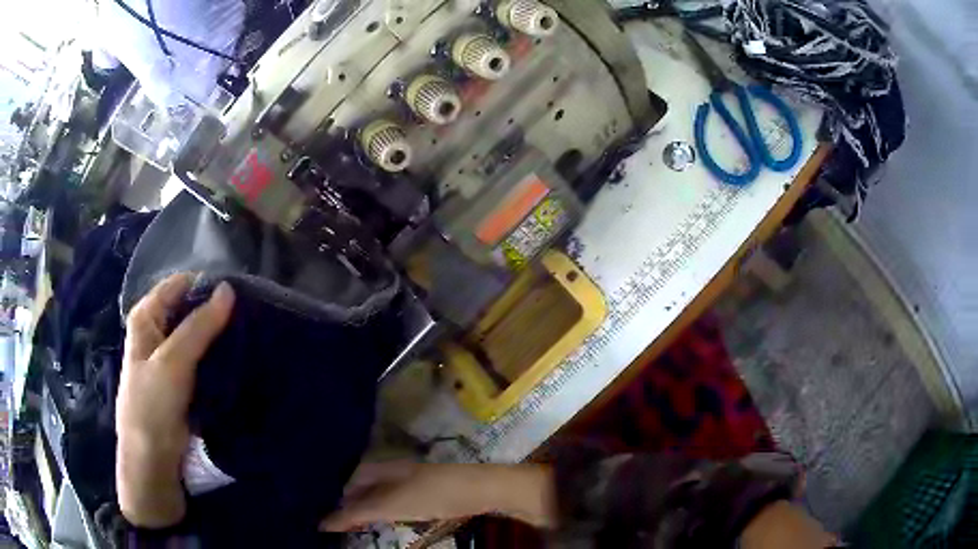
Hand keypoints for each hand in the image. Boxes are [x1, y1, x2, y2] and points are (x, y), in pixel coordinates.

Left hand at [116, 273, 234, 527]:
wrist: (152, 458)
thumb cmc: (153, 405)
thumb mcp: (174, 361)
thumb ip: (199, 326)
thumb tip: (229, 289)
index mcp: (147, 316)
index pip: (180, 285)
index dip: (207, 287)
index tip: (239, 295)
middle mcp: (157, 330)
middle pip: (189, 309)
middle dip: (216, 312)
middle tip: (249, 317)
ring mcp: (170, 356)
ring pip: (198, 335)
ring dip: (219, 336)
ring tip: (249, 334)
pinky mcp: (182, 378)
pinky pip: (202, 358)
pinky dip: (217, 356)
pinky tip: (238, 356)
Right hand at [321, 462, 555, 531]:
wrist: (481, 489)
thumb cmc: (433, 494)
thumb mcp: (391, 504)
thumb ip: (358, 512)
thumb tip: (322, 522)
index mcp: (385, 467)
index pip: (353, 477)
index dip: (341, 494)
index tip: (330, 513)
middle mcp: (396, 470)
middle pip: (367, 484)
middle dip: (353, 501)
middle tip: (342, 522)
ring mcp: (414, 480)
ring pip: (383, 492)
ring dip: (370, 507)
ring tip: (359, 524)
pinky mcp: (429, 491)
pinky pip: (399, 499)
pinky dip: (387, 510)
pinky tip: (388, 520)